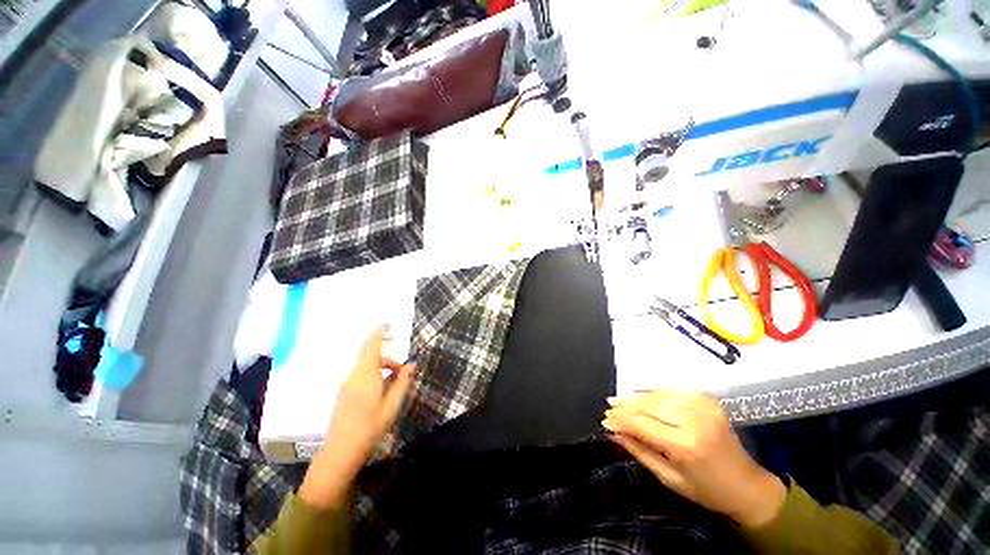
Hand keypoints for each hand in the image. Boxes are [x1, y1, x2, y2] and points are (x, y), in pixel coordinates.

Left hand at [299, 325, 414, 507]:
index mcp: (366, 375)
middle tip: (401, 369)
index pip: (371, 346)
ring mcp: (346, 384)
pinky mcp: (344, 392)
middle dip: (386, 356)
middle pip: (369, 355)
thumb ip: (402, 381)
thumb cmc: (371, 427)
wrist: (341, 450)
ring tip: (394, 381)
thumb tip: (411, 365)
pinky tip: (381, 388)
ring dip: (380, 366)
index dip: (379, 333)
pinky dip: (373, 373)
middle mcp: (354, 375)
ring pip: (365, 365)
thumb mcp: (392, 405)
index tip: (387, 324)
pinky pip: (360, 374)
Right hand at [602, 390, 786, 528]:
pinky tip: (639, 389)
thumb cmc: (707, 490)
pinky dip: (654, 388)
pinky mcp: (708, 400)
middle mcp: (693, 420)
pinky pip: (674, 389)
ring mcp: (703, 407)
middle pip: (648, 406)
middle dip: (625, 406)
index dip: (621, 420)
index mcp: (685, 445)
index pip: (641, 424)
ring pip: (658, 396)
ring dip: (636, 397)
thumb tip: (614, 433)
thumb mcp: (670, 479)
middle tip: (608, 407)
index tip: (605, 420)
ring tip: (618, 400)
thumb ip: (640, 452)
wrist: (748, 486)